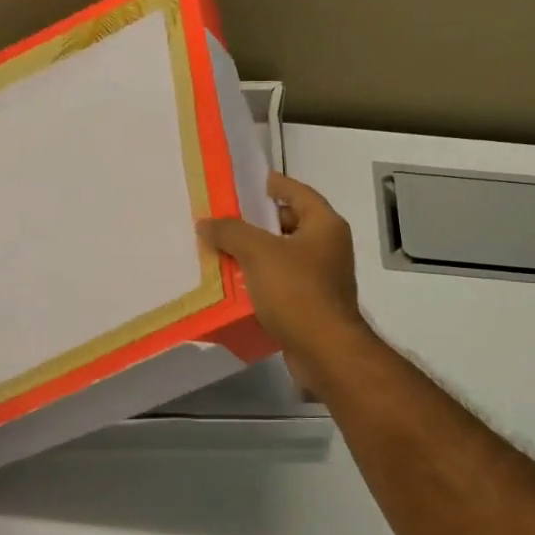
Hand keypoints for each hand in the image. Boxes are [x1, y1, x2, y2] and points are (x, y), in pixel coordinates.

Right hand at [198, 172, 368, 390]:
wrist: (325, 351)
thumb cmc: (297, 292)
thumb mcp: (259, 253)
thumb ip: (231, 232)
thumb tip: (206, 222)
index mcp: (324, 224)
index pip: (296, 191)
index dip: (271, 184)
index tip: (243, 183)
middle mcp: (328, 246)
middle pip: (288, 223)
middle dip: (255, 223)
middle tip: (222, 220)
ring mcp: (322, 277)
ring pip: (282, 255)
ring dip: (254, 254)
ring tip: (220, 250)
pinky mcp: (311, 304)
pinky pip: (281, 282)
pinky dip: (260, 280)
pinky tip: (233, 284)